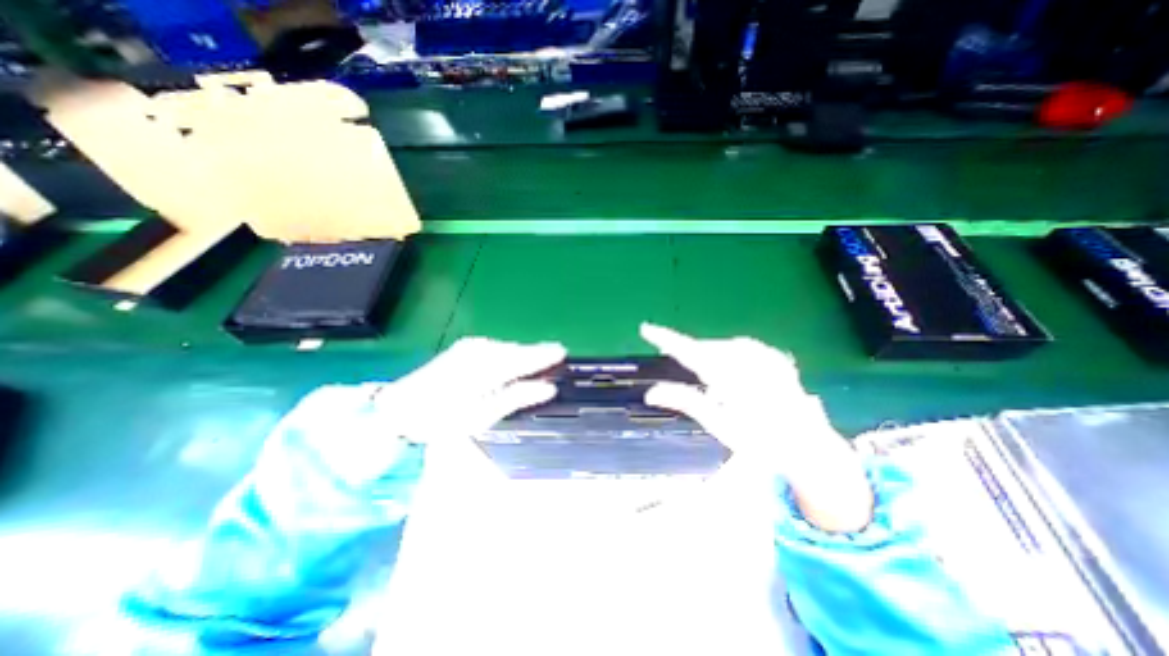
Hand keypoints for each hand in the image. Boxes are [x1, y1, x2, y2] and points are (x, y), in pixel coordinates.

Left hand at [370, 338, 559, 445]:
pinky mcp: (466, 348)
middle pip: (517, 351)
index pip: (525, 358)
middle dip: (535, 355)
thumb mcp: (483, 415)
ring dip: (522, 356)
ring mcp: (472, 346)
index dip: (545, 356)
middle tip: (555, 358)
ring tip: (537, 363)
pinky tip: (512, 364)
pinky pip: (496, 349)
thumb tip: (549, 388)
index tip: (564, 352)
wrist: (399, 407)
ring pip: (507, 348)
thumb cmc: (441, 418)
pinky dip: (508, 355)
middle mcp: (481, 350)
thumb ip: (518, 397)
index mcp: (487, 367)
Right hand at [639, 322, 875, 531]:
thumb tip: (651, 393)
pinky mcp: (774, 356)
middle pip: (705, 348)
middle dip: (692, 356)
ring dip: (712, 359)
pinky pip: (740, 348)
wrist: (808, 445)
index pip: (689, 351)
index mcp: (730, 378)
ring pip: (722, 347)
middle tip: (692, 378)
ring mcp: (763, 355)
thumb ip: (685, 401)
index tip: (646, 328)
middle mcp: (746, 360)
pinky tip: (736, 375)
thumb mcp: (718, 424)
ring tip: (717, 385)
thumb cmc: (760, 440)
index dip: (666, 339)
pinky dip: (730, 357)